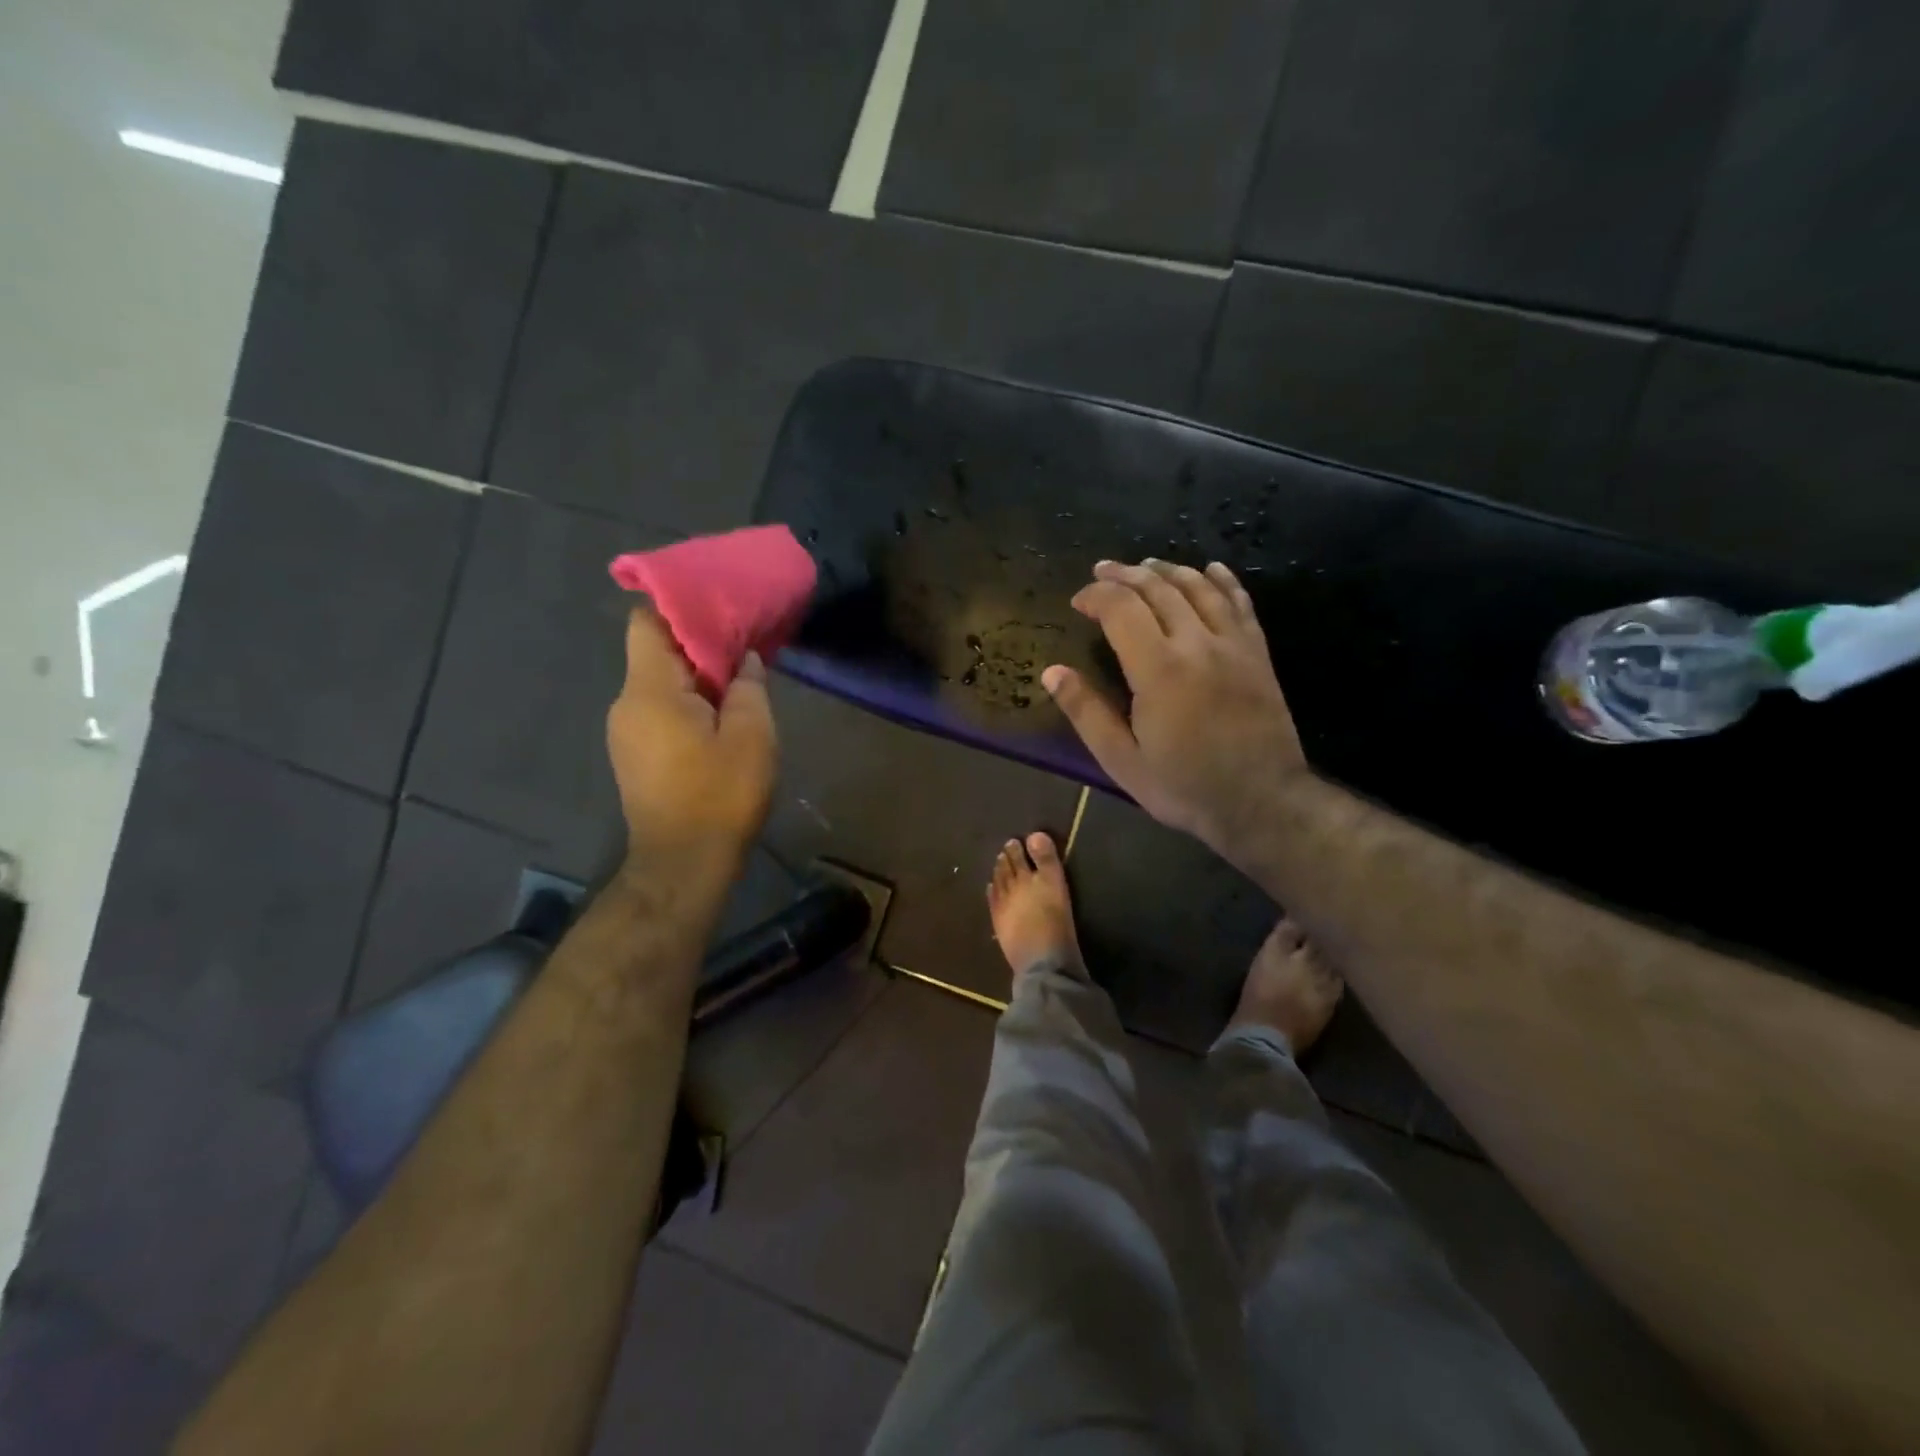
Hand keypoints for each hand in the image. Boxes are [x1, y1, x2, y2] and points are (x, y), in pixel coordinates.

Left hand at [606, 607, 775, 874]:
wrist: (684, 865)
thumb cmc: (720, 796)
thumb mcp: (751, 736)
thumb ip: (748, 687)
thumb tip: (744, 660)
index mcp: (649, 690)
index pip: (646, 622)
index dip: (680, 607)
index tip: (719, 606)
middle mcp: (625, 704)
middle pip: (655, 652)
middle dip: (697, 643)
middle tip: (743, 643)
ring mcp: (625, 732)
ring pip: (659, 684)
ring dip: (696, 678)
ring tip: (738, 682)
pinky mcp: (633, 756)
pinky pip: (658, 711)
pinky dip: (687, 704)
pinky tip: (719, 718)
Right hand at [1043, 560, 1307, 861]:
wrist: (1263, 802)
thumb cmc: (1184, 786)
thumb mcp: (1122, 761)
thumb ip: (1086, 712)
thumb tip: (1052, 672)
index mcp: (1158, 669)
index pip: (1121, 609)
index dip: (1096, 596)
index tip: (1078, 602)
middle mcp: (1197, 643)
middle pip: (1158, 588)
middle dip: (1125, 575)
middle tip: (1102, 571)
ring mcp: (1233, 644)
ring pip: (1198, 587)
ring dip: (1168, 570)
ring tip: (1145, 566)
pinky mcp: (1257, 653)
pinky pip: (1239, 602)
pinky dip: (1221, 580)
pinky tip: (1210, 569)